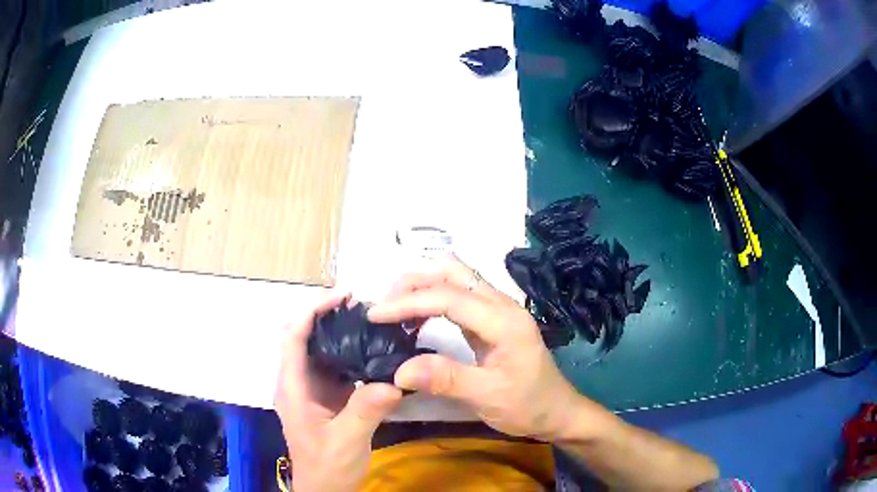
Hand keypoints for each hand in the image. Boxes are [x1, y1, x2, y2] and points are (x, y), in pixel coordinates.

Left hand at [275, 292, 402, 491]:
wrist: (326, 491)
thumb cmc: (327, 468)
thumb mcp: (347, 442)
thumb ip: (366, 411)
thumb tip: (394, 380)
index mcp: (293, 389)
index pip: (293, 338)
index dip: (313, 311)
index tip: (342, 297)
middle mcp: (298, 383)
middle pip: (305, 338)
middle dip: (328, 317)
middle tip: (363, 307)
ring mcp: (312, 391)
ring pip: (321, 352)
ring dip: (341, 335)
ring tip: (371, 323)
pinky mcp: (326, 399)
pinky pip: (336, 369)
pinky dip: (351, 356)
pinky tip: (373, 354)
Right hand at [369, 257, 603, 441]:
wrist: (557, 411)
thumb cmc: (528, 405)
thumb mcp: (488, 397)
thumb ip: (446, 380)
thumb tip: (398, 370)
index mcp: (504, 320)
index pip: (448, 297)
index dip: (408, 302)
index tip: (375, 315)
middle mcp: (502, 305)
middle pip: (453, 272)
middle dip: (414, 282)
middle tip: (384, 306)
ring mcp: (499, 310)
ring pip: (456, 279)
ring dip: (423, 287)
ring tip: (395, 310)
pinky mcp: (493, 320)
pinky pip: (459, 296)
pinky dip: (433, 300)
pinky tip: (418, 319)